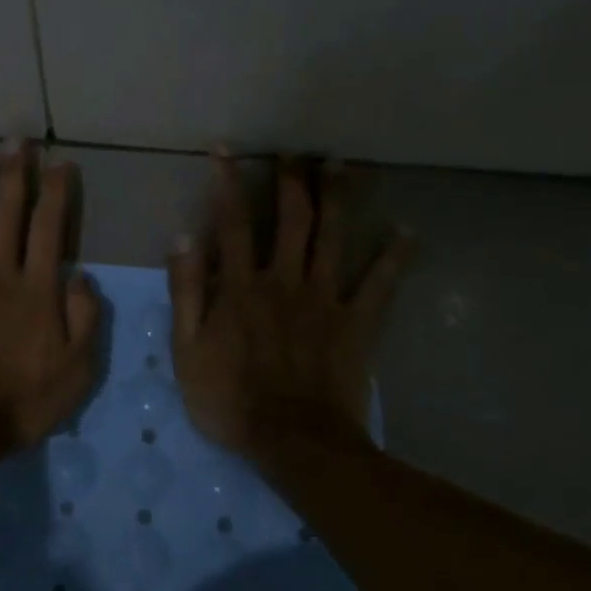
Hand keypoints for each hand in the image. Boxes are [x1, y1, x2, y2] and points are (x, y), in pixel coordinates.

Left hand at [0, 143, 101, 446]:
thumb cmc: (24, 399)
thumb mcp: (78, 368)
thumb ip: (86, 318)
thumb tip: (81, 276)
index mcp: (36, 289)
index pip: (48, 229)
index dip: (55, 193)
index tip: (59, 161)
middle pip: (7, 217)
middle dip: (14, 175)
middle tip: (16, 139)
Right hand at [170, 154, 411, 454]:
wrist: (293, 441)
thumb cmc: (230, 398)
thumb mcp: (186, 349)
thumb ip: (185, 292)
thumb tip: (183, 238)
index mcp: (241, 286)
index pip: (232, 223)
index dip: (227, 183)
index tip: (225, 149)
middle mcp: (284, 280)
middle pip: (291, 220)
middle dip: (292, 181)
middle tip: (296, 151)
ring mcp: (324, 299)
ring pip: (332, 238)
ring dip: (337, 199)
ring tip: (340, 165)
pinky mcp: (357, 323)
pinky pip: (380, 285)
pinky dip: (394, 258)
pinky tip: (407, 232)